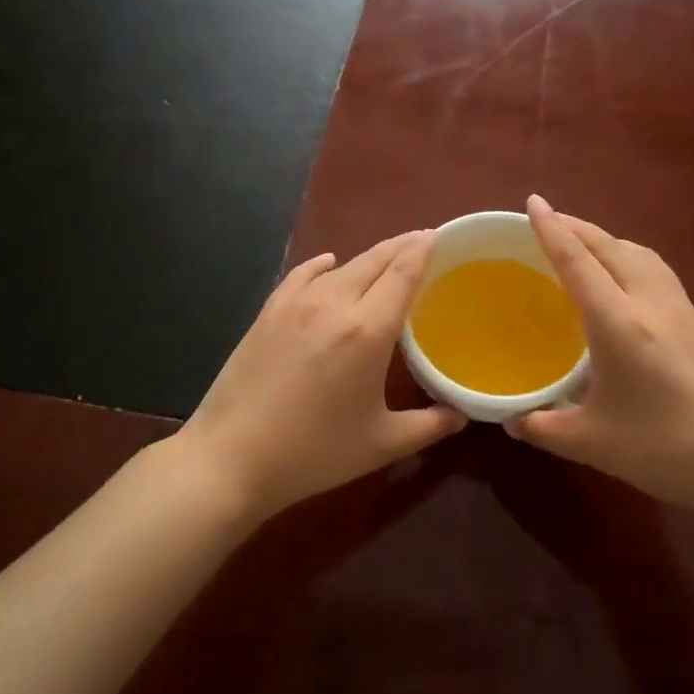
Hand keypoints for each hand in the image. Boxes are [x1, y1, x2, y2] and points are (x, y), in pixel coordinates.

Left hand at [176, 230, 466, 520]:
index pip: (403, 272)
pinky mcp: (268, 312)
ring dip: (368, 257)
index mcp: (368, 330)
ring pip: (341, 265)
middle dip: (402, 246)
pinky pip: (302, 274)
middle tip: (423, 241)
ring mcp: (295, 304)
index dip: (423, 248)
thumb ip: (429, 425)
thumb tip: (462, 414)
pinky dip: (322, 266)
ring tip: (386, 258)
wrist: (231, 458)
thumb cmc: (314, 453)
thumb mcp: (381, 444)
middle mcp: (334, 304)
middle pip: (375, 259)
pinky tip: (329, 264)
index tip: (440, 235)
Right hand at [505, 195, 693, 522]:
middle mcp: (652, 304)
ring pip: (642, 255)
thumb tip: (510, 420)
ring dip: (610, 241)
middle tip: (551, 222)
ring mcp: (684, 312)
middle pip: (612, 247)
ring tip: (587, 247)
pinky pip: (660, 274)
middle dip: (579, 228)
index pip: (578, 262)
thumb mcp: (591, 443)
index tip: (533, 201)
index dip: (552, 229)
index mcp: (619, 323)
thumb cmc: (665, 450)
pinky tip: (628, 286)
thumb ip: (542, 428)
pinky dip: (633, 261)